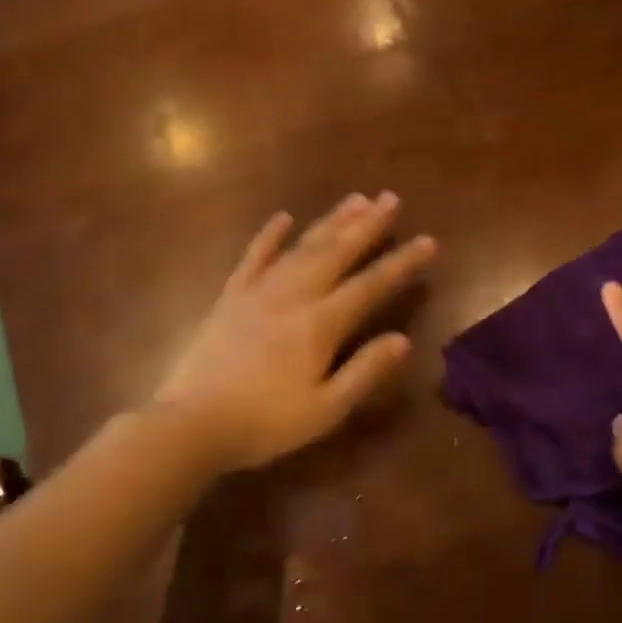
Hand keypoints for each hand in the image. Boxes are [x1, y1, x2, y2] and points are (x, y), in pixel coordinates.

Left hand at [157, 192, 436, 471]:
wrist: (193, 424)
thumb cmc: (266, 422)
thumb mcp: (326, 409)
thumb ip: (365, 371)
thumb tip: (403, 340)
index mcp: (321, 323)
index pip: (372, 285)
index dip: (402, 262)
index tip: (428, 241)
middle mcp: (294, 295)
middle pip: (338, 252)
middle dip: (368, 224)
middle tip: (391, 198)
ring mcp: (260, 291)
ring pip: (302, 246)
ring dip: (331, 221)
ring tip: (355, 199)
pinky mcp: (231, 296)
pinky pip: (254, 257)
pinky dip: (269, 236)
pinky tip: (283, 218)